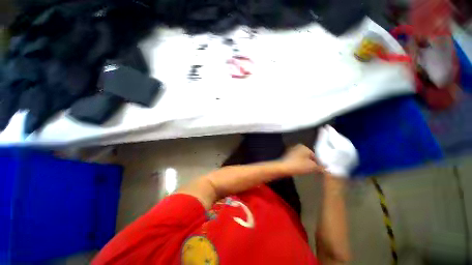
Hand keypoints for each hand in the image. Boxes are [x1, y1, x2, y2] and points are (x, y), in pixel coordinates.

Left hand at [281, 144, 319, 174]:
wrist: (284, 168)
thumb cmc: (299, 166)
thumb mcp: (313, 167)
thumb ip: (320, 167)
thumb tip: (326, 168)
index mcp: (304, 147)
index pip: (315, 155)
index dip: (318, 163)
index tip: (318, 170)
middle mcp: (297, 147)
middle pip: (308, 157)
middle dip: (311, 163)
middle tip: (312, 171)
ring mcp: (291, 151)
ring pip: (302, 159)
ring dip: (305, 164)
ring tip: (306, 171)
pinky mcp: (287, 156)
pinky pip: (296, 160)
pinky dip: (299, 164)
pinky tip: (299, 169)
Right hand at [314, 125, 357, 177]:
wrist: (335, 175)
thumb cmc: (326, 161)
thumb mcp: (321, 148)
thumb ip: (322, 137)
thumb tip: (322, 128)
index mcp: (342, 142)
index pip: (334, 133)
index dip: (329, 129)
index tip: (324, 126)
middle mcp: (349, 145)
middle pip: (340, 137)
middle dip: (334, 134)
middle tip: (326, 131)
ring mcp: (353, 151)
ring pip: (344, 141)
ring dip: (338, 139)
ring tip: (331, 137)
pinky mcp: (353, 157)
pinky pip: (346, 146)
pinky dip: (341, 144)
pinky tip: (337, 145)